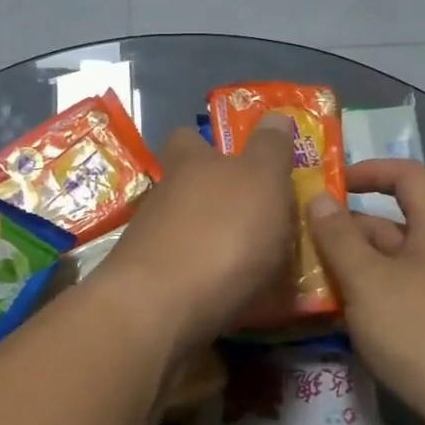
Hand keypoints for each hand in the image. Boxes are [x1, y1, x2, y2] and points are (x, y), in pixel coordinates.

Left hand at [97, 116, 297, 354]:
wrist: (162, 309)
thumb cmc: (221, 232)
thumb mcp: (261, 180)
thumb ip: (269, 149)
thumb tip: (274, 114)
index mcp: (189, 165)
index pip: (187, 139)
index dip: (206, 143)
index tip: (232, 156)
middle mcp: (163, 199)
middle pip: (186, 189)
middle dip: (215, 199)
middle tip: (257, 216)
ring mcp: (151, 244)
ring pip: (186, 233)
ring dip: (214, 243)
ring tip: (257, 266)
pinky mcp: (150, 289)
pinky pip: (187, 276)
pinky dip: (209, 282)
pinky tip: (236, 298)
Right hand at [306, 160, 424, 424]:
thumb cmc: (419, 330)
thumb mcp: (368, 279)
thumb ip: (339, 237)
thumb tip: (318, 197)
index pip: (407, 176)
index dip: (369, 171)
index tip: (329, 185)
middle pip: (390, 224)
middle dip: (345, 229)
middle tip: (298, 241)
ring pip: (388, 265)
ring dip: (349, 266)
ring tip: (305, 277)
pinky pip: (394, 296)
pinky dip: (365, 296)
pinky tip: (334, 314)